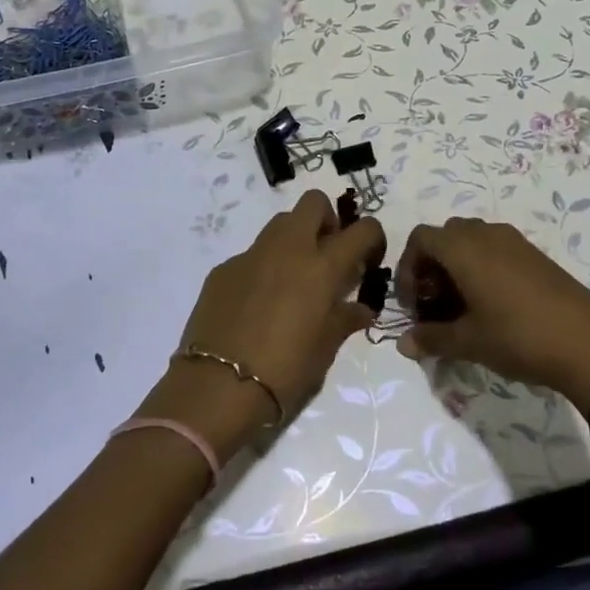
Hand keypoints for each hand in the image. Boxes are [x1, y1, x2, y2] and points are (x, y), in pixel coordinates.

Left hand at [142, 191, 384, 457]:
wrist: (217, 386)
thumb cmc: (284, 371)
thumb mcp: (324, 350)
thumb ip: (344, 320)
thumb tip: (360, 309)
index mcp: (321, 268)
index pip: (361, 229)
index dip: (372, 237)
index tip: (368, 259)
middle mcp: (287, 250)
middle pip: (313, 203)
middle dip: (327, 220)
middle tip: (327, 256)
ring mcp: (250, 256)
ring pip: (280, 224)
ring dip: (294, 239)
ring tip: (294, 280)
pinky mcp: (223, 270)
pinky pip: (251, 256)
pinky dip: (263, 268)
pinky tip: (257, 303)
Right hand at [396, 218, 589, 414]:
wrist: (589, 345)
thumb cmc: (517, 337)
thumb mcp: (468, 342)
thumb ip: (431, 338)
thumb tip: (403, 344)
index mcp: (464, 248)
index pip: (420, 239)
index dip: (408, 269)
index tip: (413, 305)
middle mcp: (487, 235)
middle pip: (446, 237)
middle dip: (432, 267)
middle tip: (435, 305)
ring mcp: (516, 242)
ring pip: (473, 242)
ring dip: (458, 268)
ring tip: (463, 308)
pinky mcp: (537, 256)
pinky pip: (497, 250)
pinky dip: (483, 269)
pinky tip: (493, 307)